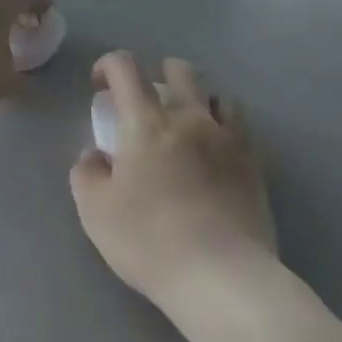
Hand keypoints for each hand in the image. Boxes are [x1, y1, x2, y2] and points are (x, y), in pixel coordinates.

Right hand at [69, 52, 278, 305]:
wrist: (221, 276)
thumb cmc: (149, 242)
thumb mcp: (96, 212)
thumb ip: (87, 174)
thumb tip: (95, 156)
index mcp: (147, 123)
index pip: (125, 68)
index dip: (108, 65)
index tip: (99, 86)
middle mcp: (190, 118)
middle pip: (179, 70)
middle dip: (157, 73)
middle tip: (144, 101)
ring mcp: (228, 138)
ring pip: (214, 93)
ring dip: (194, 98)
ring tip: (184, 123)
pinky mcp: (253, 162)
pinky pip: (239, 123)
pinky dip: (222, 122)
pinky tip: (215, 146)